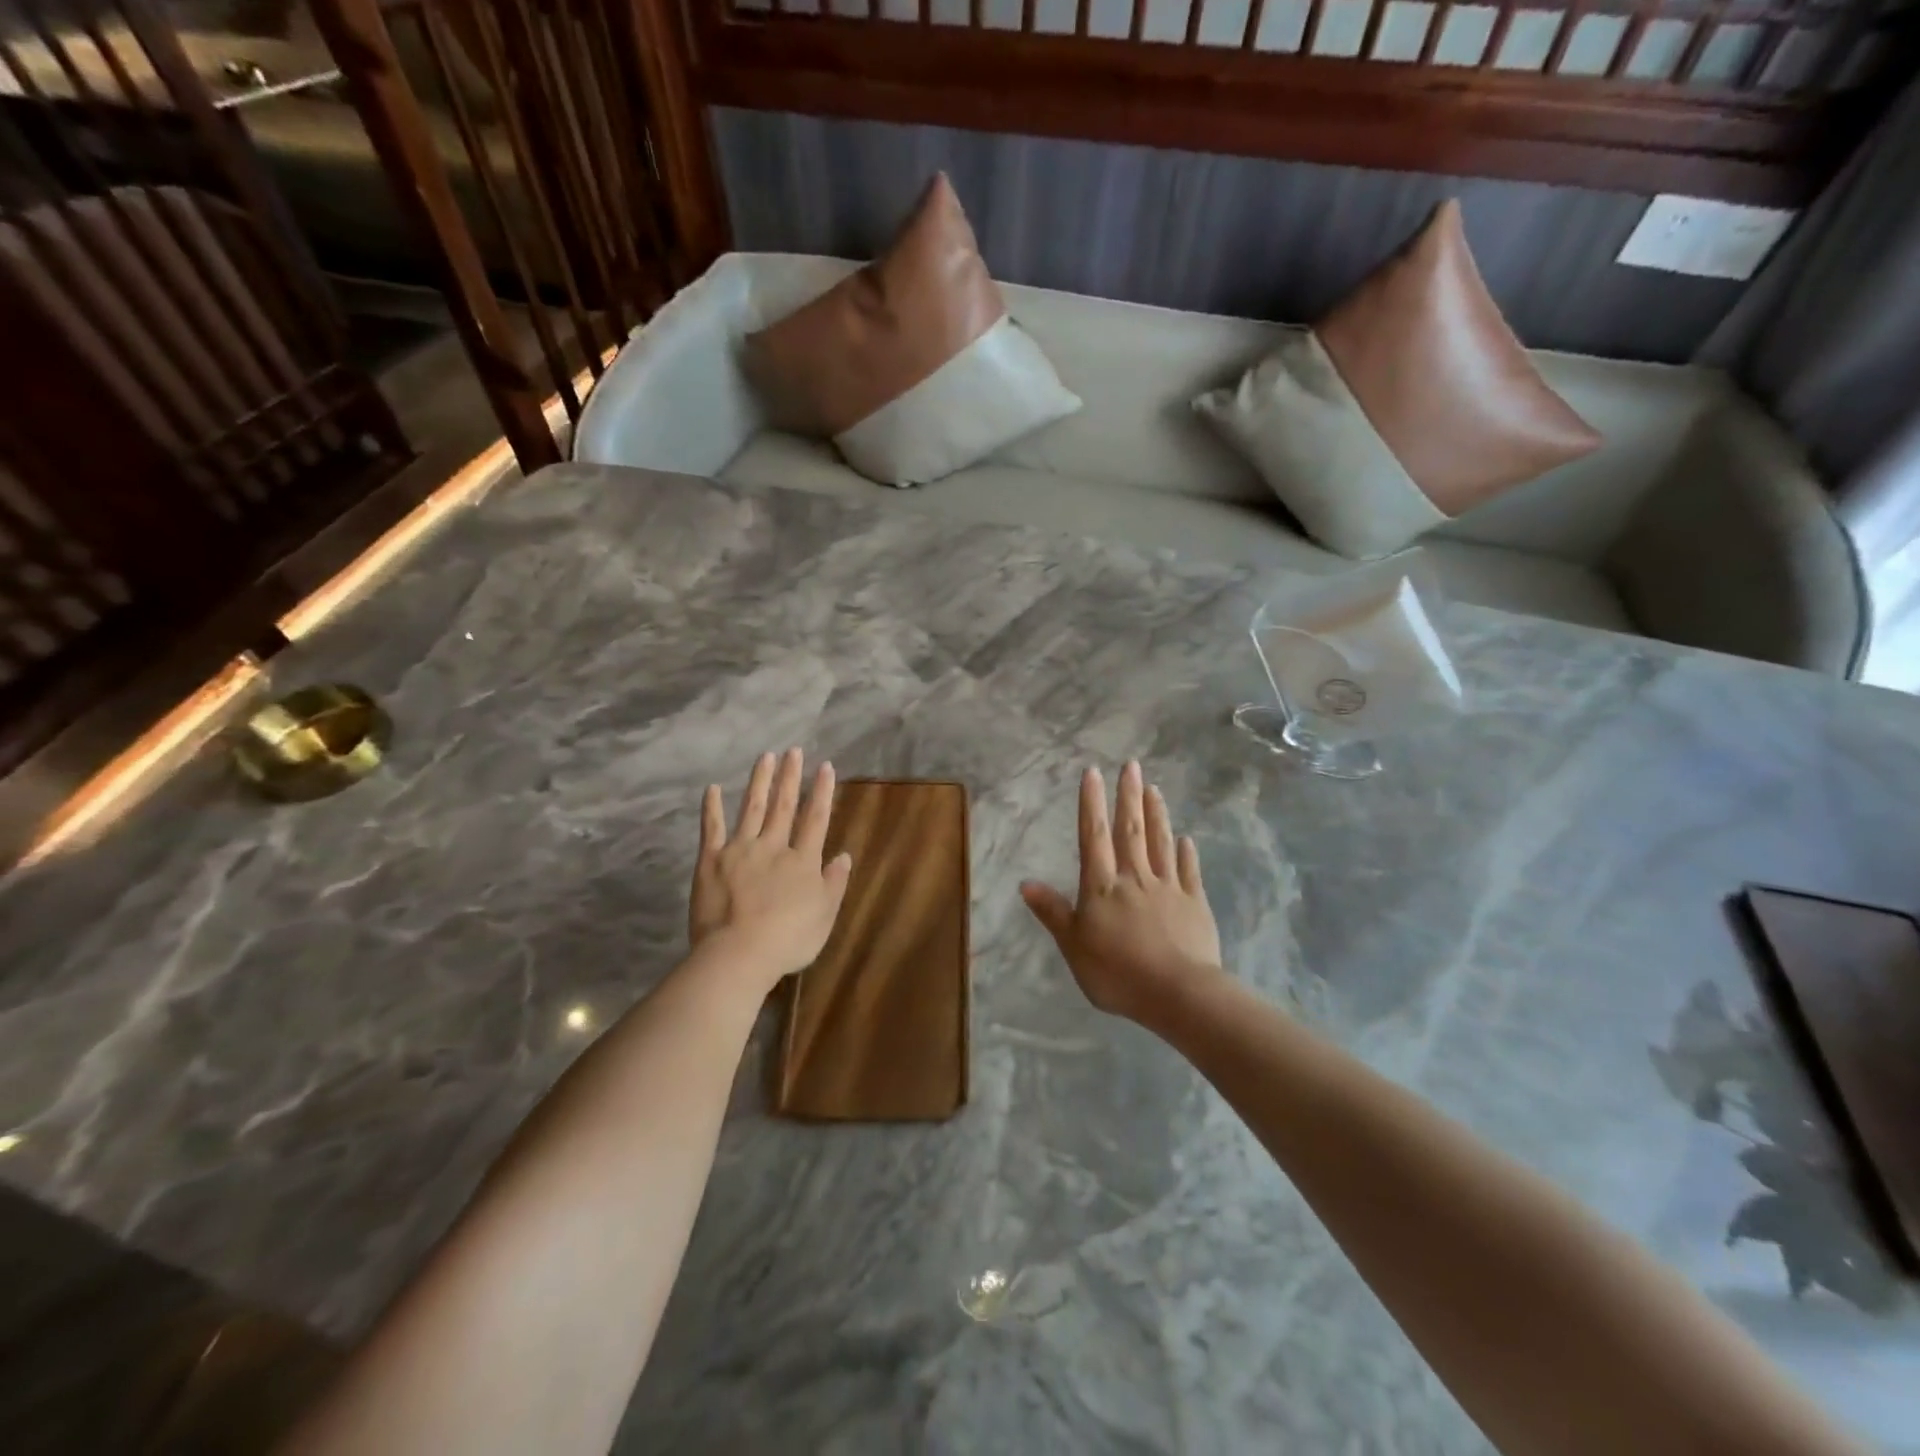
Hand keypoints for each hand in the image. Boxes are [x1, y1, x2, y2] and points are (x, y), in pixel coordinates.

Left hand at [690, 749, 852, 993]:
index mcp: (802, 861)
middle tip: (794, 750)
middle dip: (791, 777)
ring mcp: (740, 849)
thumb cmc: (788, 940)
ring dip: (760, 781)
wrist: (739, 953)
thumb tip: (844, 855)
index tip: (825, 766)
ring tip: (766, 757)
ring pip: (752, 808)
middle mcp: (773, 846)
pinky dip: (712, 807)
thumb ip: (834, 883)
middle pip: (784, 806)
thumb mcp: (825, 916)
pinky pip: (711, 828)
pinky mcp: (711, 859)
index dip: (821, 792)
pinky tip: (712, 788)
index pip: (816, 819)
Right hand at [1021, 762, 1221, 1023]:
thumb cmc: (1117, 972)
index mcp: (1102, 886)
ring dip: (1157, 815)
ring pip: (1161, 843)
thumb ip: (1053, 912)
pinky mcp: (1195, 904)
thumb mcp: (1073, 946)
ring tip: (1154, 789)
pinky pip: (1189, 872)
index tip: (1093, 772)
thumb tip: (1026, 882)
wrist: (1177, 993)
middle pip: (1131, 830)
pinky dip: (1186, 853)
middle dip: (1129, 796)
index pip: (1094, 836)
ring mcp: (1168, 888)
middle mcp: (1135, 878)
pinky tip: (1186, 839)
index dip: (1092, 803)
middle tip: (1131, 765)